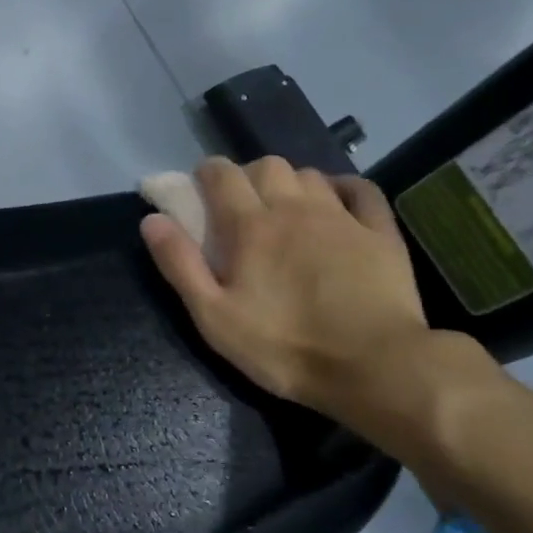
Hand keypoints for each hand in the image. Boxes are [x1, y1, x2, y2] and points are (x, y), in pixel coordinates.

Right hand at [140, 156, 436, 427]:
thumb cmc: (284, 346)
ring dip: (290, 183)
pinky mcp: (380, 233)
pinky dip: (342, 187)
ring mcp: (342, 217)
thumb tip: (152, 219)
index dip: (207, 173)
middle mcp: (295, 209)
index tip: (199, 188)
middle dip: (247, 175)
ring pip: (310, 174)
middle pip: (267, 165)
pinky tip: (335, 203)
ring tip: (284, 209)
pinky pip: (360, 190)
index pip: (222, 175)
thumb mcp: (214, 317)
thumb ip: (180, 264)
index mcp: (251, 226)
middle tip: (240, 205)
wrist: (375, 367)